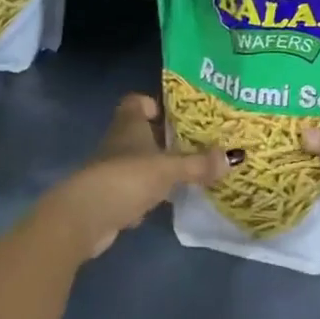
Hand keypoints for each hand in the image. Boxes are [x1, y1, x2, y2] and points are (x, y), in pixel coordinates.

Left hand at [39, 94, 235, 259]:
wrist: (85, 216)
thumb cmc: (126, 177)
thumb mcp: (168, 169)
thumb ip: (198, 164)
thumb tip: (234, 157)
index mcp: (129, 123)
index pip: (136, 102)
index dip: (153, 104)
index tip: (174, 115)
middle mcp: (118, 141)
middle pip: (141, 132)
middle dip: (164, 139)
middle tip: (194, 145)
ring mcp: (111, 170)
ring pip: (138, 162)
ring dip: (157, 168)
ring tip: (188, 174)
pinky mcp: (110, 197)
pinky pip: (133, 190)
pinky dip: (147, 195)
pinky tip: (164, 204)